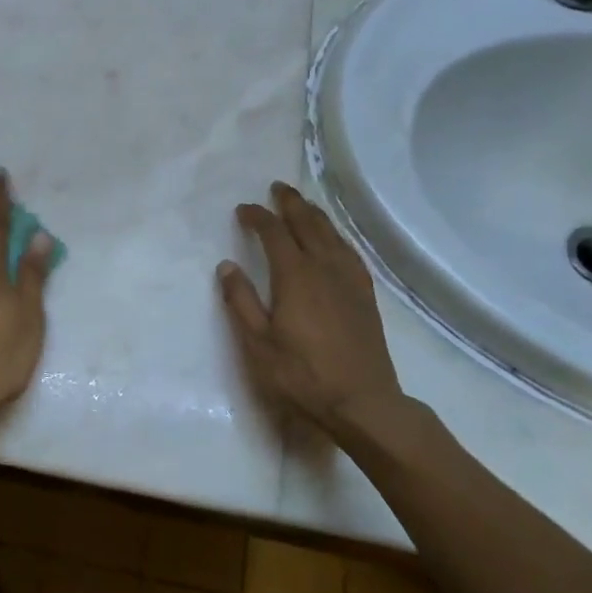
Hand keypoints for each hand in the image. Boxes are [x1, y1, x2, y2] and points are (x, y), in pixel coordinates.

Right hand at [218, 182, 406, 441]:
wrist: (362, 404)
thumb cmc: (301, 376)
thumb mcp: (257, 343)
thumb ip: (240, 301)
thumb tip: (226, 265)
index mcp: (295, 277)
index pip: (274, 234)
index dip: (258, 217)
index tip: (243, 209)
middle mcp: (325, 269)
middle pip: (308, 225)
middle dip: (291, 204)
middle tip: (277, 189)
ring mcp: (349, 282)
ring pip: (332, 235)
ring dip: (315, 215)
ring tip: (303, 205)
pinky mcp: (365, 297)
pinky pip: (350, 253)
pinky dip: (337, 237)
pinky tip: (335, 241)